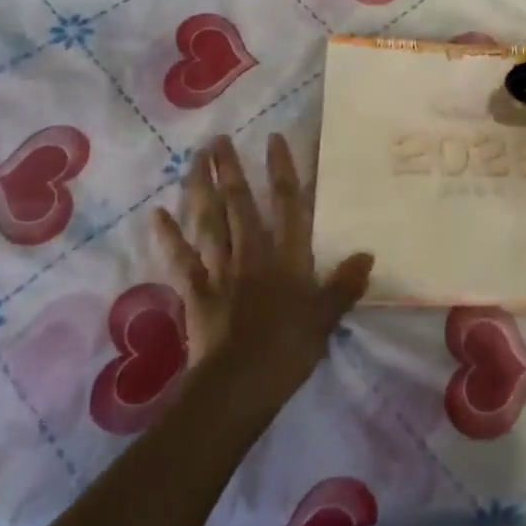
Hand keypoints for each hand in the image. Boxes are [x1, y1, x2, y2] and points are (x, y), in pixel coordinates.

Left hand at [153, 134, 371, 419]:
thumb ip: (343, 285)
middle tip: (218, 139)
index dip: (282, 169)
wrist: (238, 387)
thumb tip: (368, 254)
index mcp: (287, 258)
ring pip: (209, 222)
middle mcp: (252, 254)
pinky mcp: (196, 292)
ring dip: (200, 189)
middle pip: (240, 205)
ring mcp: (221, 271)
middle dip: (230, 170)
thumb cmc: (287, 352)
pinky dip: (169, 237)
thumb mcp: (325, 319)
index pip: (288, 204)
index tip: (273, 138)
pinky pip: (181, 259)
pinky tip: (157, 214)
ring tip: (194, 159)